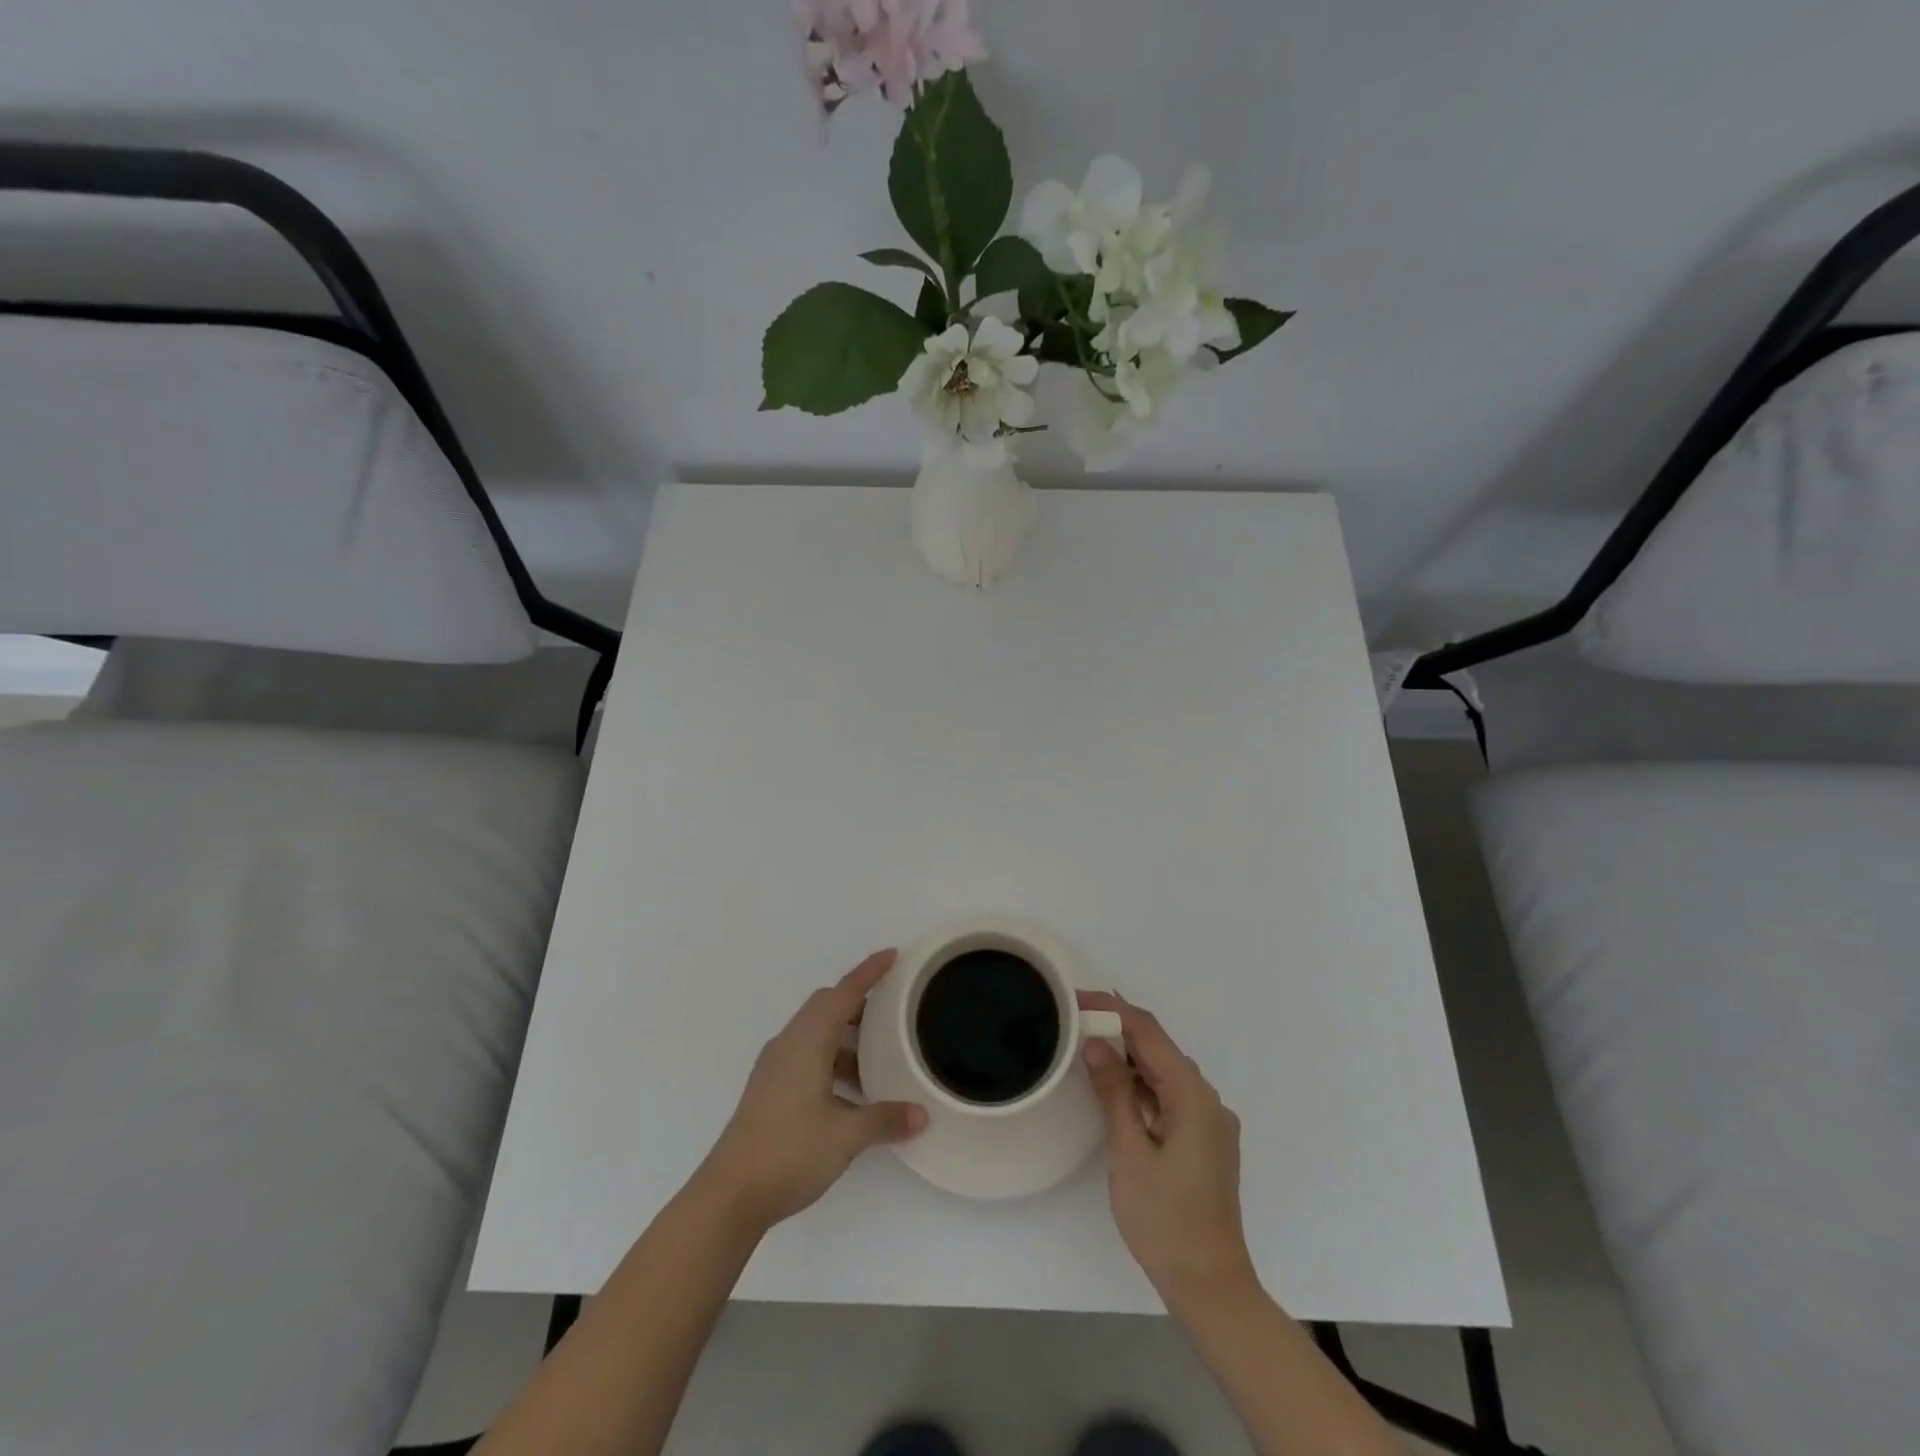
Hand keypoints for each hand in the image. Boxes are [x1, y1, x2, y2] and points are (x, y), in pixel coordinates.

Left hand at [698, 950, 927, 1232]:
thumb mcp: (846, 1136)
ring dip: (846, 1037)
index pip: (844, 993)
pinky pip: (807, 1055)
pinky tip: (852, 1092)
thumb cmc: (789, 1152)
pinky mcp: (770, 1089)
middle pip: (827, 1007)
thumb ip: (885, 1119)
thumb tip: (921, 1114)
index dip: (869, 973)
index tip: (892, 956)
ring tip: (879, 1058)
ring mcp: (775, 1067)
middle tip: (893, 1011)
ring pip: (816, 1033)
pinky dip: (832, 1059)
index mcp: (807, 1041)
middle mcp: (789, 1044)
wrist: (729, 1195)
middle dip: (859, 1003)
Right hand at [1080, 990, 1257, 1310]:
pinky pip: (1171, 1095)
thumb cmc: (1165, 1219)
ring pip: (1166, 1072)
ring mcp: (1210, 1122)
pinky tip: (1118, 1087)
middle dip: (1119, 1029)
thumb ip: (1114, 1092)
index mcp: (1193, 1096)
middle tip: (1076, 1018)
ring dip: (1130, 1057)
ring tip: (1088, 1045)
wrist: (1210, 1285)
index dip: (1113, 1010)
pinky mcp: (1205, 1142)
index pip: (1150, 1033)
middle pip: (1161, 1049)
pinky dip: (1143, 1084)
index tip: (1077, 998)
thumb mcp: (1129, 1152)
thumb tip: (1095, 1044)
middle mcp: (1208, 1100)